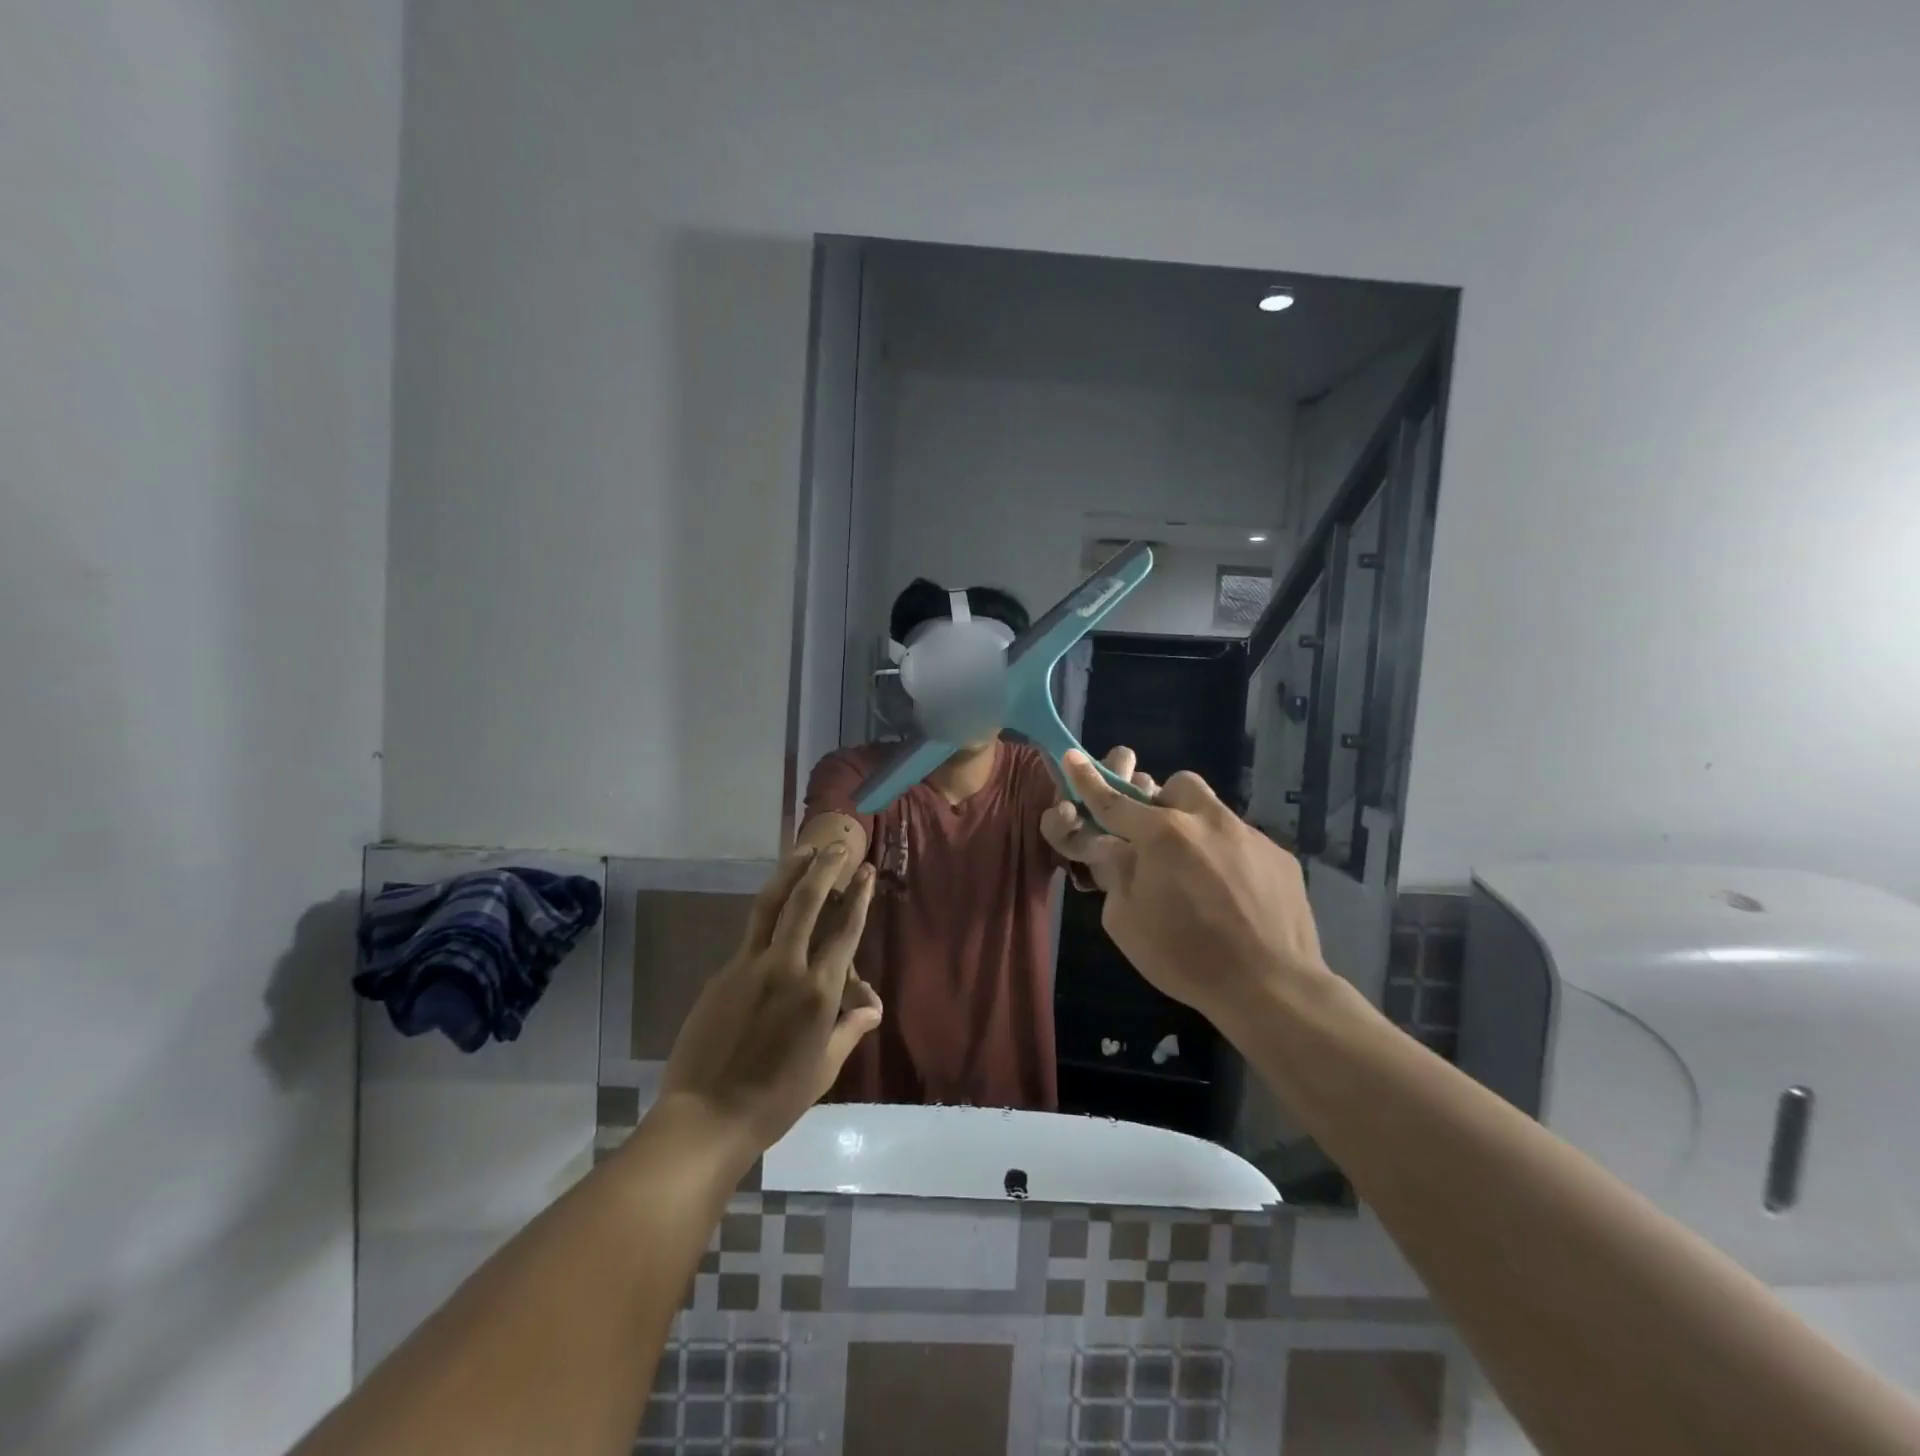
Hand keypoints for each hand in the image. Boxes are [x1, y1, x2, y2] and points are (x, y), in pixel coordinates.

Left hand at [658, 846, 882, 1157]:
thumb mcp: (824, 1068)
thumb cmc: (776, 1099)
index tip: (865, 871)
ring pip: (771, 905)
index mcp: (818, 992)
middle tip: (835, 847)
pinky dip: (768, 912)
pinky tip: (775, 908)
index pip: (845, 931)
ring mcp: (749, 966)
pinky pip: (751, 934)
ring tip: (802, 850)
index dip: (858, 897)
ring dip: (789, 873)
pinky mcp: (723, 973)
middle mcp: (786, 967)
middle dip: (823, 869)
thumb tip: (872, 1007)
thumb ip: (849, 1029)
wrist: (708, 1116)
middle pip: (806, 902)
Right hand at [1048, 750, 1332, 1021]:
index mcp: (1162, 836)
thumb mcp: (1126, 922)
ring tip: (1199, 873)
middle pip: (1178, 785)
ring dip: (1197, 828)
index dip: (1088, 779)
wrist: (1272, 987)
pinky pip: (1244, 842)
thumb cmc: (1186, 957)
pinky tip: (1234, 897)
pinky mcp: (1280, 856)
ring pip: (1214, 811)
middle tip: (1158, 839)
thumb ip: (1116, 874)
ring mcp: (1249, 836)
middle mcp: (1207, 822)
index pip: (1113, 801)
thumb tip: (1114, 847)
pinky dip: (1230, 857)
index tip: (1073, 756)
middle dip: (1163, 802)